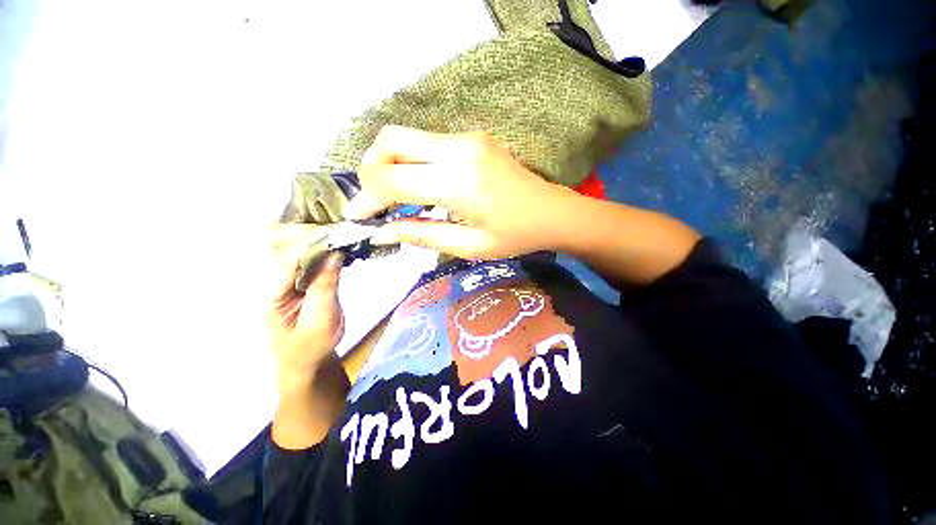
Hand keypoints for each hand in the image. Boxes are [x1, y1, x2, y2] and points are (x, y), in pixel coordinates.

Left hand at [269, 225, 344, 390]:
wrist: (309, 364)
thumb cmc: (310, 348)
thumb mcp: (320, 320)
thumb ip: (325, 287)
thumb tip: (334, 253)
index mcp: (273, 294)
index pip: (287, 260)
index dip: (308, 243)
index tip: (331, 230)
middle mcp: (278, 283)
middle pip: (287, 248)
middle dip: (309, 232)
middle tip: (334, 220)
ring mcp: (292, 282)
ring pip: (300, 252)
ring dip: (318, 238)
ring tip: (338, 226)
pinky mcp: (306, 283)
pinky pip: (314, 261)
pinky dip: (326, 250)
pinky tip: (338, 242)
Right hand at [342, 126, 569, 259]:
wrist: (551, 212)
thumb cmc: (515, 236)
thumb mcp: (469, 247)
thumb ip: (422, 235)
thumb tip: (381, 233)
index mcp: (461, 184)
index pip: (393, 179)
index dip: (367, 197)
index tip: (357, 216)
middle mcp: (460, 151)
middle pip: (391, 141)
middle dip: (370, 170)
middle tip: (373, 201)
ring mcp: (467, 138)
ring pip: (406, 138)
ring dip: (389, 164)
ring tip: (392, 196)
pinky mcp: (472, 137)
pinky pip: (426, 143)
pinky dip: (410, 161)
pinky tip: (418, 185)